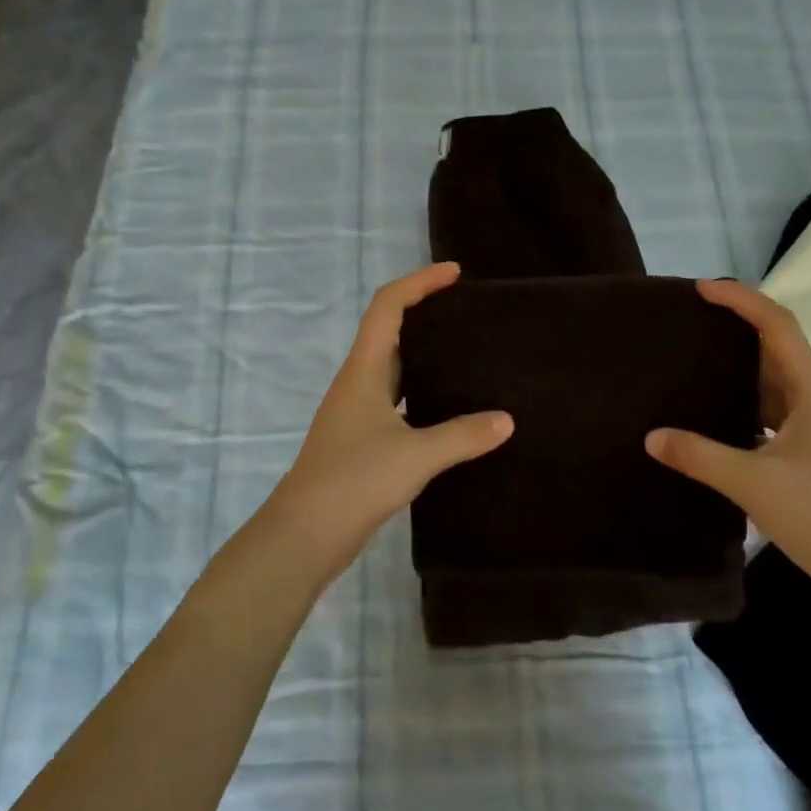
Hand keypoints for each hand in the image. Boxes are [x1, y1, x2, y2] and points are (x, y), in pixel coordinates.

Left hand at [262, 263, 512, 581]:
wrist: (304, 536)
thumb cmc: (354, 481)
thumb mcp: (415, 455)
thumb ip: (463, 435)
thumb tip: (506, 420)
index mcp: (363, 371)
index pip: (388, 307)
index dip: (419, 283)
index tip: (455, 274)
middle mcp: (358, 384)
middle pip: (390, 332)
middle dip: (425, 313)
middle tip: (468, 314)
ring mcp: (357, 414)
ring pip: (394, 369)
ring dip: (424, 355)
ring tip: (468, 355)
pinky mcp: (362, 442)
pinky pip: (398, 402)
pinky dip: (423, 394)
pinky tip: (450, 410)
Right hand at [645, 278, 810, 605]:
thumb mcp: (754, 483)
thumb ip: (700, 456)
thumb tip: (652, 436)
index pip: (777, 326)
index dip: (741, 300)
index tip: (701, 289)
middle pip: (775, 346)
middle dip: (735, 326)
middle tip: (689, 321)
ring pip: (772, 379)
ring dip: (738, 364)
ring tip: (693, 359)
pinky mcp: (808, 450)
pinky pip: (769, 409)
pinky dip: (742, 399)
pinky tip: (714, 413)